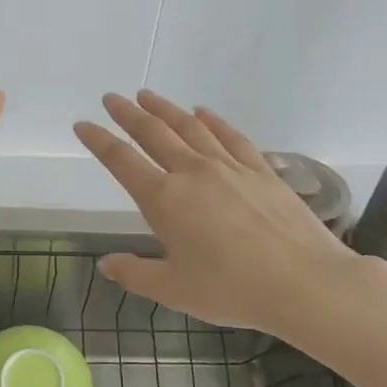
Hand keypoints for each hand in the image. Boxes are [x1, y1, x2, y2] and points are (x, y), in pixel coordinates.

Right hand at [73, 91, 381, 340]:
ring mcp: (228, 166)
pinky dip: (212, 120)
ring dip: (165, 109)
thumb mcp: (174, 290)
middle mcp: (192, 172)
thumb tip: (106, 264)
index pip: (121, 161)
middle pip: (152, 133)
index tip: (83, 125)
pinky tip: (203, 112)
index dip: (98, 141)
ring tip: (147, 96)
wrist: (303, 282)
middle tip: (111, 98)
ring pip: (189, 127)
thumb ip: (136, 274)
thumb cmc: (232, 289)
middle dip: (127, 114)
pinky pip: (230, 136)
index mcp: (164, 200)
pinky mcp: (259, 169)